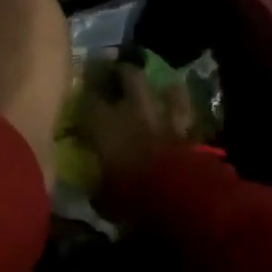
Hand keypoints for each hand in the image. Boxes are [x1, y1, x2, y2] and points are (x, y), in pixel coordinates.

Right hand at [74, 63, 195, 192]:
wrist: (180, 197)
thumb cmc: (133, 197)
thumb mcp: (104, 199)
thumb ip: (97, 188)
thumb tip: (93, 189)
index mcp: (105, 125)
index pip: (89, 100)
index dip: (85, 94)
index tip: (81, 93)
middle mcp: (134, 112)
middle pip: (129, 77)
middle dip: (122, 71)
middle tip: (116, 72)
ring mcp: (165, 117)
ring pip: (163, 88)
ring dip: (159, 86)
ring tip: (154, 86)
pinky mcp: (190, 130)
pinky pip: (186, 111)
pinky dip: (181, 106)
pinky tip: (179, 106)